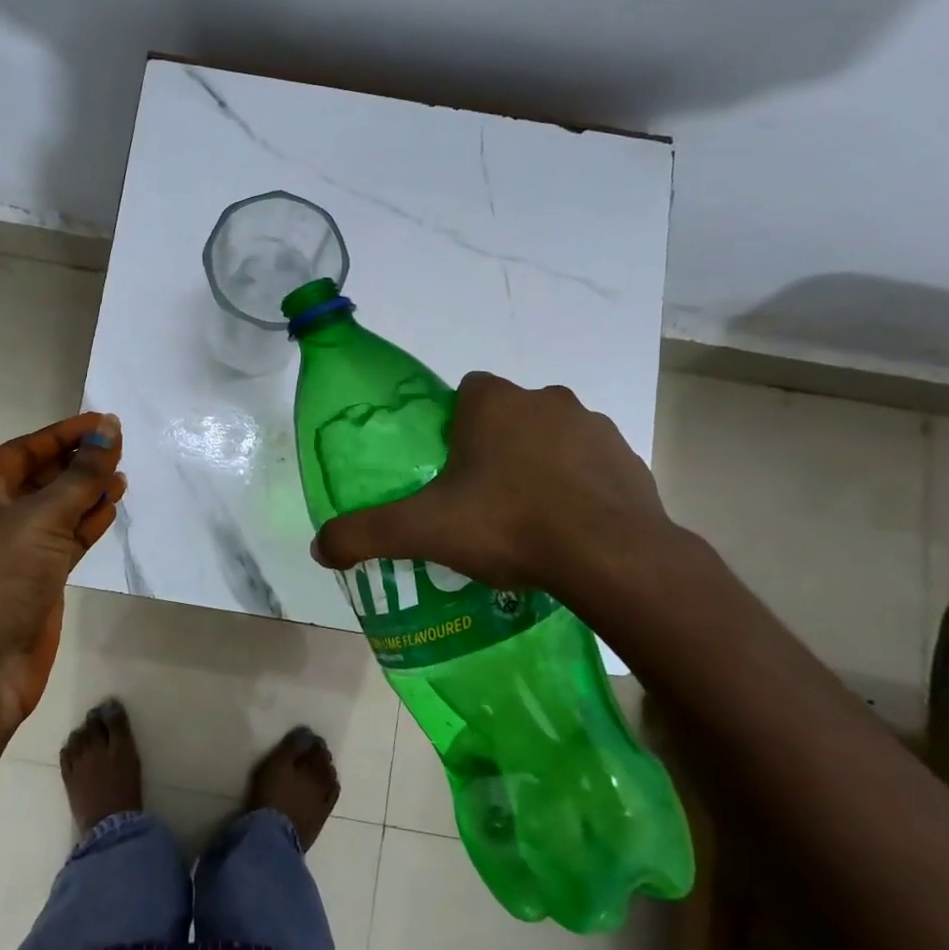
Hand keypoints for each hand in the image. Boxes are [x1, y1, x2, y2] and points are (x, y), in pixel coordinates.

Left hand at [0, 413, 124, 736]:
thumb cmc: (0, 576)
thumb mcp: (42, 516)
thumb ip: (81, 474)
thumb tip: (109, 429)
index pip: (26, 449)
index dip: (64, 433)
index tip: (104, 422)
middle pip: (43, 476)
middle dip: (78, 462)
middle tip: (119, 448)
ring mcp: (18, 549)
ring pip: (59, 508)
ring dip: (88, 492)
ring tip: (123, 476)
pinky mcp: (39, 578)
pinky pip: (67, 539)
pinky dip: (89, 522)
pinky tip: (112, 508)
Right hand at [310, 372, 675, 603]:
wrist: (611, 557)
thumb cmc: (508, 524)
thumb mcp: (422, 531)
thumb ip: (364, 534)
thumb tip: (318, 548)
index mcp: (494, 404)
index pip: (467, 392)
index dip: (453, 426)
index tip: (448, 467)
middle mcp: (546, 400)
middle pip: (509, 415)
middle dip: (495, 447)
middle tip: (480, 500)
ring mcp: (595, 428)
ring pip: (552, 437)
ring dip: (538, 464)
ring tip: (525, 519)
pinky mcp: (630, 461)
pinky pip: (591, 466)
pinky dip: (578, 487)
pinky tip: (568, 529)